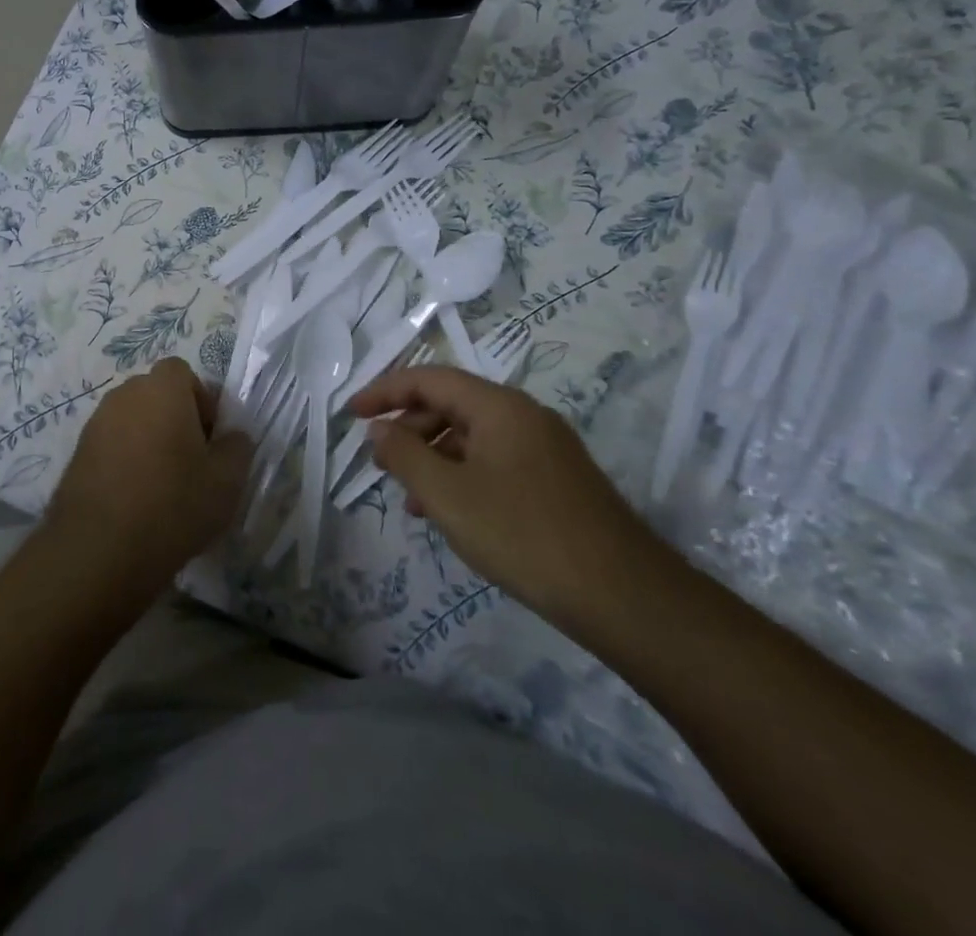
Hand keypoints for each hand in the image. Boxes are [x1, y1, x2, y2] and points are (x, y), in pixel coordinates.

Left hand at [47, 358, 253, 594]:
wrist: (99, 549)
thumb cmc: (173, 505)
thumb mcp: (227, 481)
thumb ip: (237, 448)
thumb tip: (232, 436)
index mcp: (162, 390)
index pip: (182, 372)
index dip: (201, 400)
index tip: (208, 439)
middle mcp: (125, 395)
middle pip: (156, 394)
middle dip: (175, 419)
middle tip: (190, 462)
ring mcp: (96, 423)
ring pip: (132, 420)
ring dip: (149, 440)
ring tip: (162, 486)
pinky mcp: (77, 452)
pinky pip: (111, 443)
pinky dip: (125, 460)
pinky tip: (134, 499)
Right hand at [350, 366, 660, 630]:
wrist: (623, 596)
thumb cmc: (523, 534)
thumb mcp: (447, 495)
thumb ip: (404, 456)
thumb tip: (380, 430)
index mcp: (498, 406)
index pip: (429, 379)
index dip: (385, 392)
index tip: (352, 414)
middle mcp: (523, 416)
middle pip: (451, 404)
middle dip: (409, 428)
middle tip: (380, 462)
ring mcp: (545, 448)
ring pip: (472, 437)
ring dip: (434, 458)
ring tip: (411, 498)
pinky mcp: (557, 480)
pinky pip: (495, 461)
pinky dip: (462, 476)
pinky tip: (452, 514)